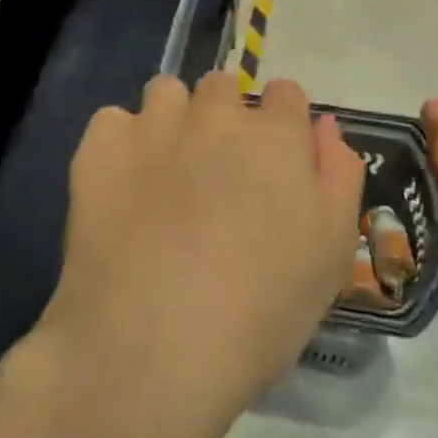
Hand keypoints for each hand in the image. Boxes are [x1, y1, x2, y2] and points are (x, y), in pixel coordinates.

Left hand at [43, 73, 364, 434]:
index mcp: (278, 138)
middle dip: (224, 117)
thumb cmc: (259, 315)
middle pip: (223, 86)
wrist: (151, 350)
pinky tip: (120, 188)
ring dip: (171, 119)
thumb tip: (324, 128)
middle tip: (215, 176)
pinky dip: (118, 145)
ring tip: (164, 174)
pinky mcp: (99, 149)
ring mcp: (154, 127)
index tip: (271, 165)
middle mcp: (217, 116)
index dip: (281, 125)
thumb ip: (338, 178)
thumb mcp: (330, 257)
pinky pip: (112, 121)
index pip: (285, 94)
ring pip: (166, 92)